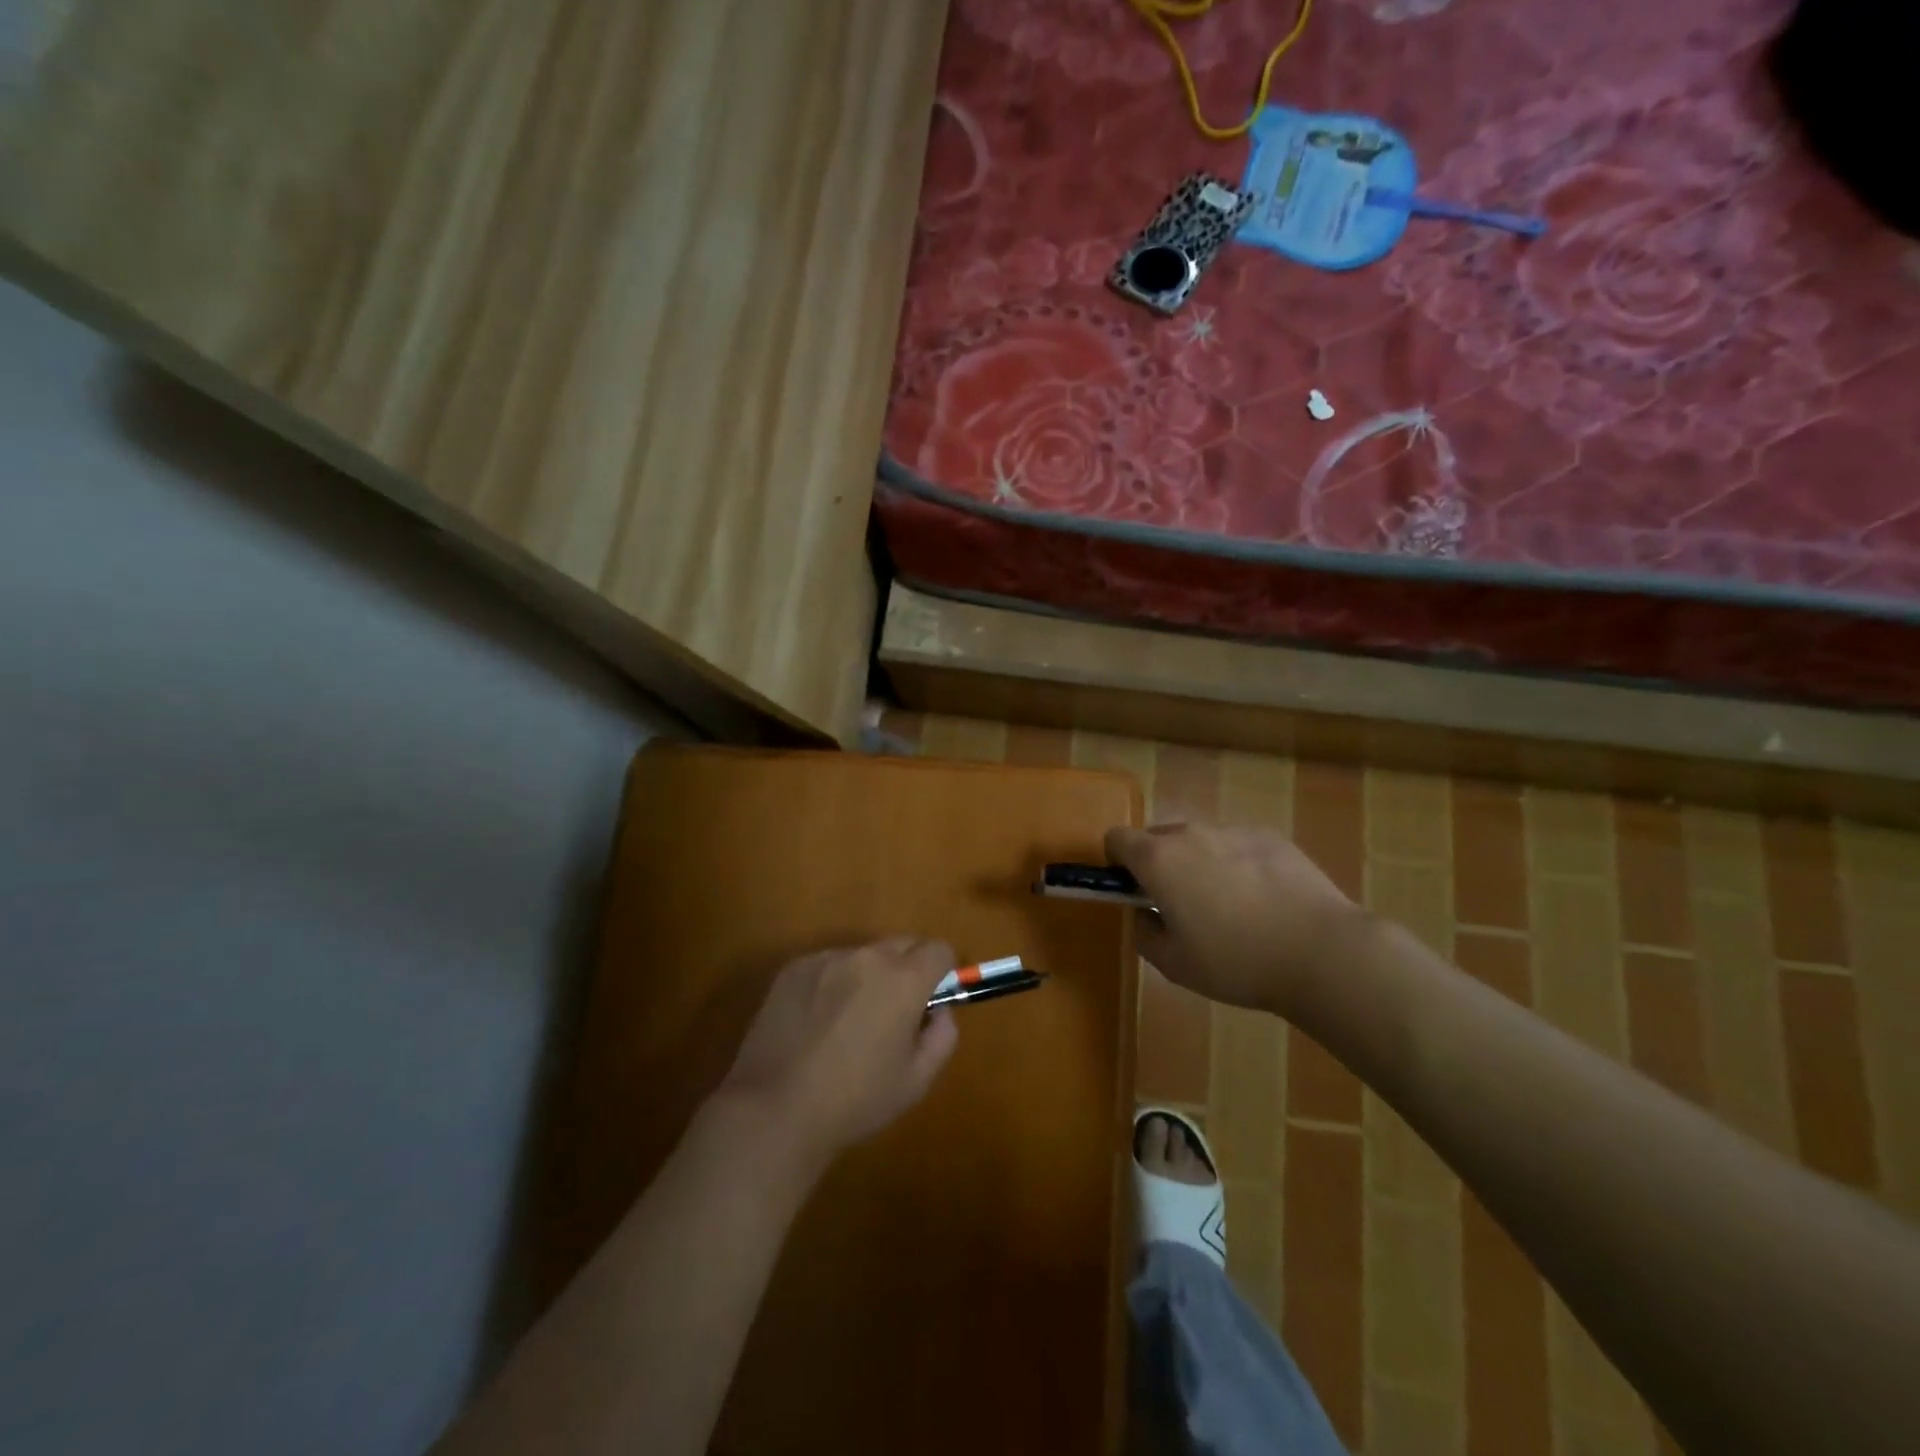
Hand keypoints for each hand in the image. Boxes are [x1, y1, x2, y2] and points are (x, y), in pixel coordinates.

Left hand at [717, 938, 959, 1166]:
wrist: (775, 1109)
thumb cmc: (855, 1100)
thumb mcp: (917, 1080)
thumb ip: (942, 1035)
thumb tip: (938, 1010)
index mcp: (904, 980)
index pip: (939, 950)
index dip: (941, 973)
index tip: (929, 1002)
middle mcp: (867, 957)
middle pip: (901, 945)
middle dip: (906, 971)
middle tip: (891, 1015)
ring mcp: (826, 959)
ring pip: (862, 957)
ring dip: (866, 978)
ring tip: (845, 1024)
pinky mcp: (793, 968)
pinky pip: (826, 966)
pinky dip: (830, 985)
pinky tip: (813, 1025)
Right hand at [1105, 823, 1360, 1018]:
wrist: (1322, 952)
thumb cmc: (1237, 962)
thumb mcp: (1174, 965)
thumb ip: (1143, 933)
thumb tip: (1143, 914)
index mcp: (1158, 860)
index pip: (1116, 838)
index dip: (1117, 863)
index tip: (1132, 891)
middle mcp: (1190, 834)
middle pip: (1158, 837)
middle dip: (1159, 864)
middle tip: (1180, 907)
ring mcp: (1233, 831)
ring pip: (1200, 841)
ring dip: (1199, 864)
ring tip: (1230, 908)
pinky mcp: (1271, 837)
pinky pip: (1237, 845)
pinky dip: (1238, 865)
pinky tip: (1265, 901)